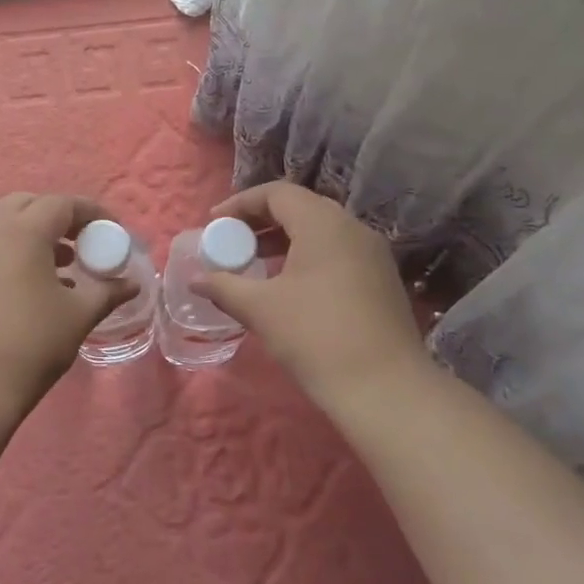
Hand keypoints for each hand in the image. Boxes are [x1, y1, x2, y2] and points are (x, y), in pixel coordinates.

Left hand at [0, 193, 137, 414]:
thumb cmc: (31, 343)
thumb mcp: (78, 315)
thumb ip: (107, 292)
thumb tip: (131, 284)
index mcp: (22, 232)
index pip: (61, 204)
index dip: (92, 212)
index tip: (114, 230)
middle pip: (27, 204)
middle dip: (58, 216)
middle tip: (84, 240)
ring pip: (6, 225)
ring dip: (36, 234)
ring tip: (65, 266)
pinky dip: (16, 252)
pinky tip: (37, 286)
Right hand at [196, 181, 432, 407]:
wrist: (387, 391)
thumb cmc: (316, 337)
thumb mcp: (261, 309)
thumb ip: (224, 286)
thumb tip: (197, 280)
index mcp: (323, 223)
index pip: (276, 193)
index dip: (240, 203)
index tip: (213, 223)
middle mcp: (351, 227)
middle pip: (299, 207)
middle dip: (261, 220)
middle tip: (232, 242)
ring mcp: (372, 253)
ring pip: (320, 231)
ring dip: (283, 240)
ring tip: (254, 264)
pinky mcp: (381, 279)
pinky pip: (337, 251)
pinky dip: (307, 256)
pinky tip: (289, 286)